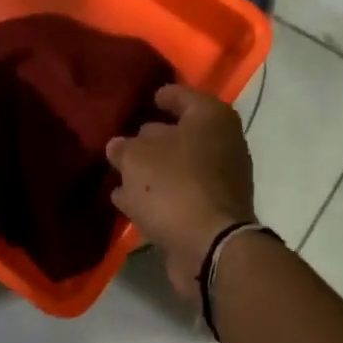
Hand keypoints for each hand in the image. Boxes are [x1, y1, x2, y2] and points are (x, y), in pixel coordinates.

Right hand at [106, 84, 255, 303]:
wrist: (209, 247)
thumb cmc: (174, 187)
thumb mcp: (136, 159)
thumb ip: (124, 147)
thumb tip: (119, 146)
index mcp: (210, 117)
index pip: (181, 95)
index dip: (159, 96)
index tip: (140, 100)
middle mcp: (223, 143)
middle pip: (181, 133)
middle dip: (152, 138)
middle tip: (123, 140)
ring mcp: (221, 180)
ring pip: (178, 167)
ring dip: (152, 171)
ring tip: (119, 174)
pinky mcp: (212, 211)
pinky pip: (179, 195)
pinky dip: (158, 196)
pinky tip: (129, 201)